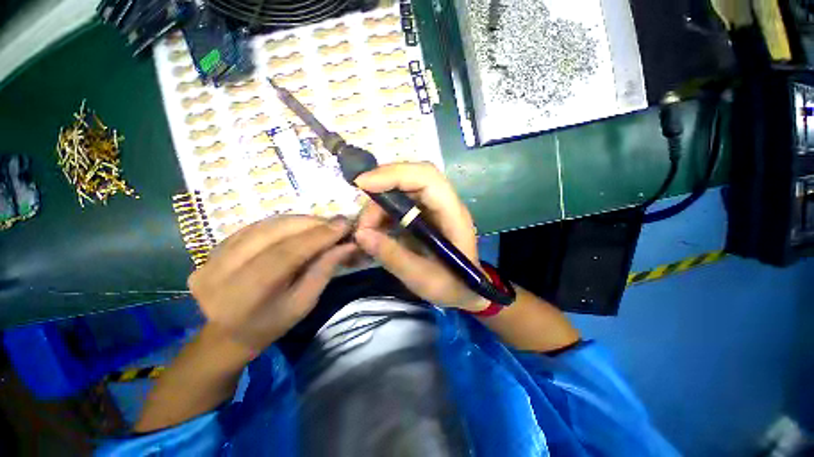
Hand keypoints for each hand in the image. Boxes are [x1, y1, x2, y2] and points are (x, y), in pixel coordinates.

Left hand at [188, 215, 355, 350]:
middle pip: (276, 232)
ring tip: (322, 225)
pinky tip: (299, 228)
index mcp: (248, 293)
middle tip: (337, 224)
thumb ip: (324, 270)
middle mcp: (225, 269)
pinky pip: (257, 226)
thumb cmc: (270, 324)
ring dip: (300, 221)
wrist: (224, 334)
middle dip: (312, 223)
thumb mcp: (303, 303)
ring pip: (267, 224)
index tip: (344, 223)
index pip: (288, 253)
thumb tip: (347, 245)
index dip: (319, 235)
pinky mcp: (216, 247)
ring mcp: (215, 255)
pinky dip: (283, 223)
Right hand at [353, 162, 488, 311]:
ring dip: (381, 204)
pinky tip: (375, 229)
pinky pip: (402, 202)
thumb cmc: (452, 286)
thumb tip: (361, 234)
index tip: (363, 184)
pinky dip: (384, 212)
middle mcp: (445, 204)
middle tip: (363, 213)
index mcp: (453, 215)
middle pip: (414, 176)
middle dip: (383, 186)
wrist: (465, 291)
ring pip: (404, 188)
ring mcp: (435, 207)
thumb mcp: (422, 278)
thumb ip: (393, 256)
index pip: (427, 179)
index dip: (395, 175)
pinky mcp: (425, 214)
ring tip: (367, 229)